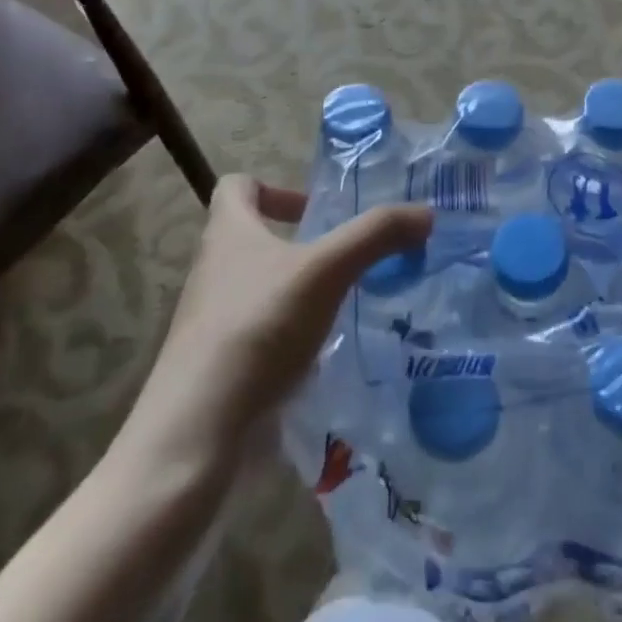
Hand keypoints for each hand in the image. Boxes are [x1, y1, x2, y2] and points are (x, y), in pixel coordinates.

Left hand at [108, 174, 431, 482]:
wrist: (196, 436)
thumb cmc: (257, 330)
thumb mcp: (327, 271)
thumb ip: (376, 235)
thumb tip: (426, 213)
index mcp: (228, 233)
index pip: (236, 185)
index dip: (274, 187)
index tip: (315, 211)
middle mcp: (213, 271)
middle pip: (253, 238)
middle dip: (301, 244)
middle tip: (348, 259)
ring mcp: (212, 323)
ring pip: (260, 289)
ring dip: (300, 291)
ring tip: (345, 306)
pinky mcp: (219, 367)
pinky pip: (261, 335)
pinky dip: (291, 337)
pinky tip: (324, 356)